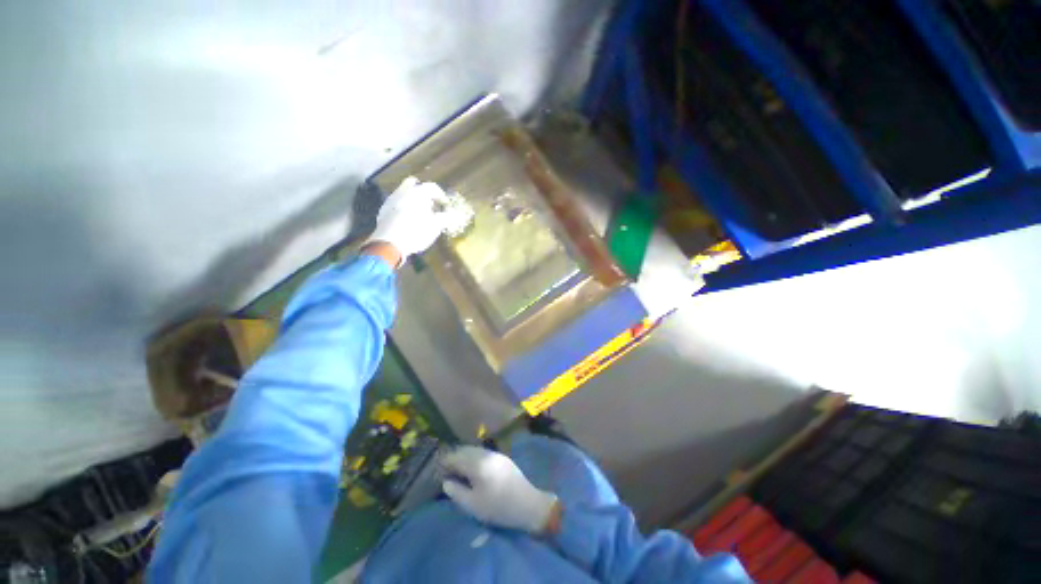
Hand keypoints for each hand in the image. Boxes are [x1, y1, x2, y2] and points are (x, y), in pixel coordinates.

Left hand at [366, 176, 451, 267]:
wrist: (389, 244)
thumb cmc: (416, 232)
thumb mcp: (436, 226)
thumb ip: (445, 217)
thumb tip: (452, 213)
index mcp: (417, 193)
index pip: (432, 187)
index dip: (441, 196)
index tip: (445, 206)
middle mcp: (402, 192)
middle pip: (414, 184)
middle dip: (423, 193)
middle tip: (431, 205)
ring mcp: (391, 200)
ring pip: (404, 193)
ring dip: (413, 200)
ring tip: (420, 214)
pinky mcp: (383, 211)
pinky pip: (396, 203)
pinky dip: (403, 207)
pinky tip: (408, 220)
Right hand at [441, 446, 559, 534]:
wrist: (527, 504)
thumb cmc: (498, 507)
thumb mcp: (473, 505)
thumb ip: (456, 492)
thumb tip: (446, 481)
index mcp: (477, 463)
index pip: (456, 456)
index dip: (445, 462)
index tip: (437, 470)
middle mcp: (486, 453)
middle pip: (465, 450)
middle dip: (454, 457)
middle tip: (445, 470)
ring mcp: (496, 454)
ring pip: (474, 450)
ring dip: (464, 456)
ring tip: (457, 470)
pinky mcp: (502, 458)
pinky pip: (483, 453)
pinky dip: (474, 457)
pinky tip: (472, 469)